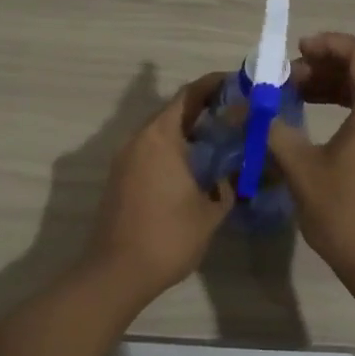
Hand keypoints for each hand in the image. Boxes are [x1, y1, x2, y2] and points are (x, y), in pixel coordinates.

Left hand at [85, 72, 234, 300]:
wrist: (117, 272)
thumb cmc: (168, 236)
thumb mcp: (211, 211)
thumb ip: (226, 185)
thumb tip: (233, 173)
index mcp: (161, 137)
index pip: (188, 96)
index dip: (213, 85)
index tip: (237, 83)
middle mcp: (139, 140)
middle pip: (173, 112)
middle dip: (204, 110)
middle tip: (236, 114)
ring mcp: (125, 159)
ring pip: (161, 133)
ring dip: (188, 132)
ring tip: (220, 141)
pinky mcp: (120, 178)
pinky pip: (151, 152)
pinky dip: (173, 150)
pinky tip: (195, 168)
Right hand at [267, 34, 354, 291]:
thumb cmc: (346, 213)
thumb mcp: (302, 169)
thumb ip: (272, 131)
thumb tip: (242, 110)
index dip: (330, 43)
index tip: (296, 51)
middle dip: (323, 66)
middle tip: (286, 78)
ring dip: (330, 87)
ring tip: (294, 96)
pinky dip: (341, 108)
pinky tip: (312, 124)